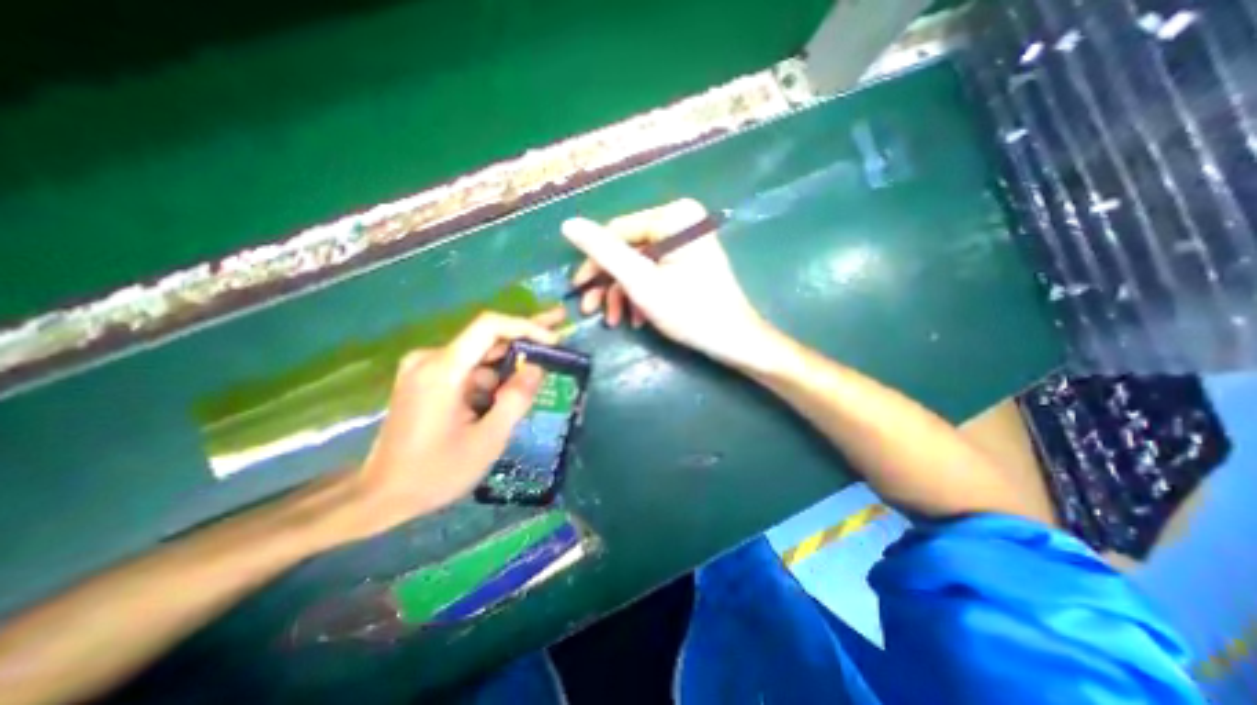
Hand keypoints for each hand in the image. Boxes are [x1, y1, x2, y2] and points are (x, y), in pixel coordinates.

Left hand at [342, 312, 562, 536]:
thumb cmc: (436, 472)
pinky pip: (468, 369)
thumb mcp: (488, 440)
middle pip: (486, 337)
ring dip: (508, 367)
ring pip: (479, 356)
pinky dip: (491, 379)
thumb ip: (516, 399)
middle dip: (525, 338)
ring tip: (534, 380)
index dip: (526, 327)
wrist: (381, 496)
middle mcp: (430, 359)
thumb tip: (537, 368)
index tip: (553, 340)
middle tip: (560, 331)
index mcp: (443, 370)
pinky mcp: (425, 379)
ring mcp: (425, 368)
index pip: (490, 326)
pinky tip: (500, 401)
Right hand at [566, 197, 781, 371]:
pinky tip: (636, 319)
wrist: (733, 340)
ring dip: (623, 294)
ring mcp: (685, 242)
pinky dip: (641, 295)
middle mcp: (680, 221)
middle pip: (628, 250)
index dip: (593, 262)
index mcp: (673, 217)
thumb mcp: (640, 281)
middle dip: (609, 284)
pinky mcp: (688, 261)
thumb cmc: (689, 311)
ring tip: (615, 321)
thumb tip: (568, 224)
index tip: (577, 290)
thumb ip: (604, 252)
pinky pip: (655, 272)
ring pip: (639, 265)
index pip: (617, 231)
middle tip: (590, 310)